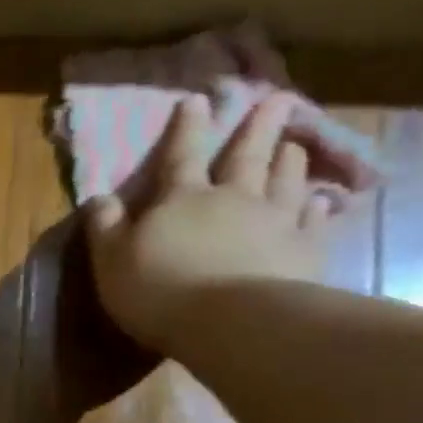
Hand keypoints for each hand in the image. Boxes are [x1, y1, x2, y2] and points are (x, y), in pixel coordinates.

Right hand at [83, 92, 332, 353]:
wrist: (231, 323)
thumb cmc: (159, 289)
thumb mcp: (111, 260)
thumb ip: (105, 227)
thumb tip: (99, 197)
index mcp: (181, 200)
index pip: (180, 156)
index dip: (186, 129)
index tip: (197, 100)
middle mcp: (232, 200)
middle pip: (246, 157)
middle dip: (258, 128)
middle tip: (278, 99)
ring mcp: (274, 223)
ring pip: (285, 182)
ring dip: (289, 162)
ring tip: (296, 145)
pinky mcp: (304, 252)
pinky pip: (313, 223)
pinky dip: (318, 209)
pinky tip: (323, 201)